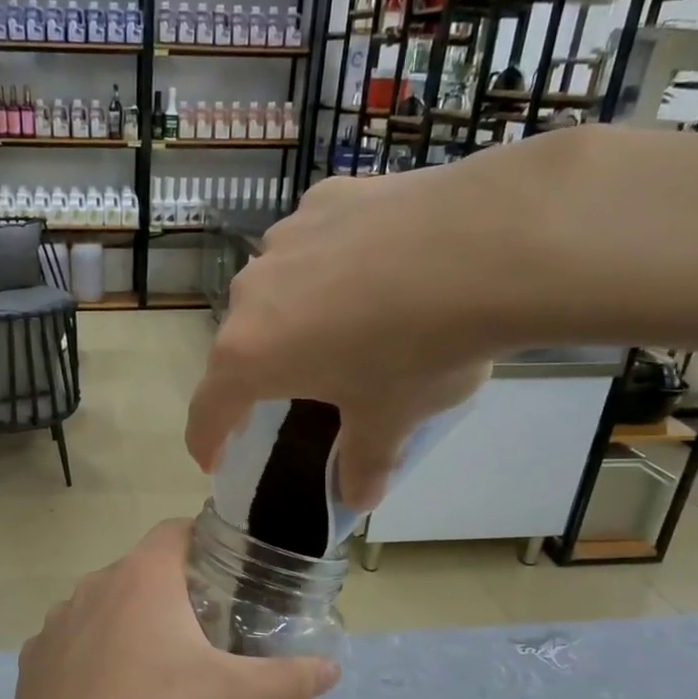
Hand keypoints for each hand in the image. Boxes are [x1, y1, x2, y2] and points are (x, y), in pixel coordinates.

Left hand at [0, 520, 340, 698]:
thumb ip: (284, 679)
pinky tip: (109, 690)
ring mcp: (59, 616)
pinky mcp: (36, 651)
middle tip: (203, 628)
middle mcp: (97, 582)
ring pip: (106, 603)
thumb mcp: (227, 696)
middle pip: (142, 569)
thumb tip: (333, 670)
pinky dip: (94, 651)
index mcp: (143, 576)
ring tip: (155, 663)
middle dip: (172, 590)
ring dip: (130, 620)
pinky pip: (75, 637)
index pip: (176, 531)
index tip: (225, 573)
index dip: (203, 543)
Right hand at [186, 140, 569, 508]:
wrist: (490, 243)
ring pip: (275, 290)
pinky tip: (376, 266)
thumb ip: (364, 462)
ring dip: (294, 314)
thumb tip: (357, 499)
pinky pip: (313, 244)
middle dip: (261, 372)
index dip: (207, 440)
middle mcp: (250, 294)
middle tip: (296, 391)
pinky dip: (330, 264)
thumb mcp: (391, 419)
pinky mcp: (325, 199)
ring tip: (347, 322)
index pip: (208, 408)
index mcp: (249, 355)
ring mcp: (285, 239)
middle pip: (241, 344)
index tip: (212, 459)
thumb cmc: (419, 348)